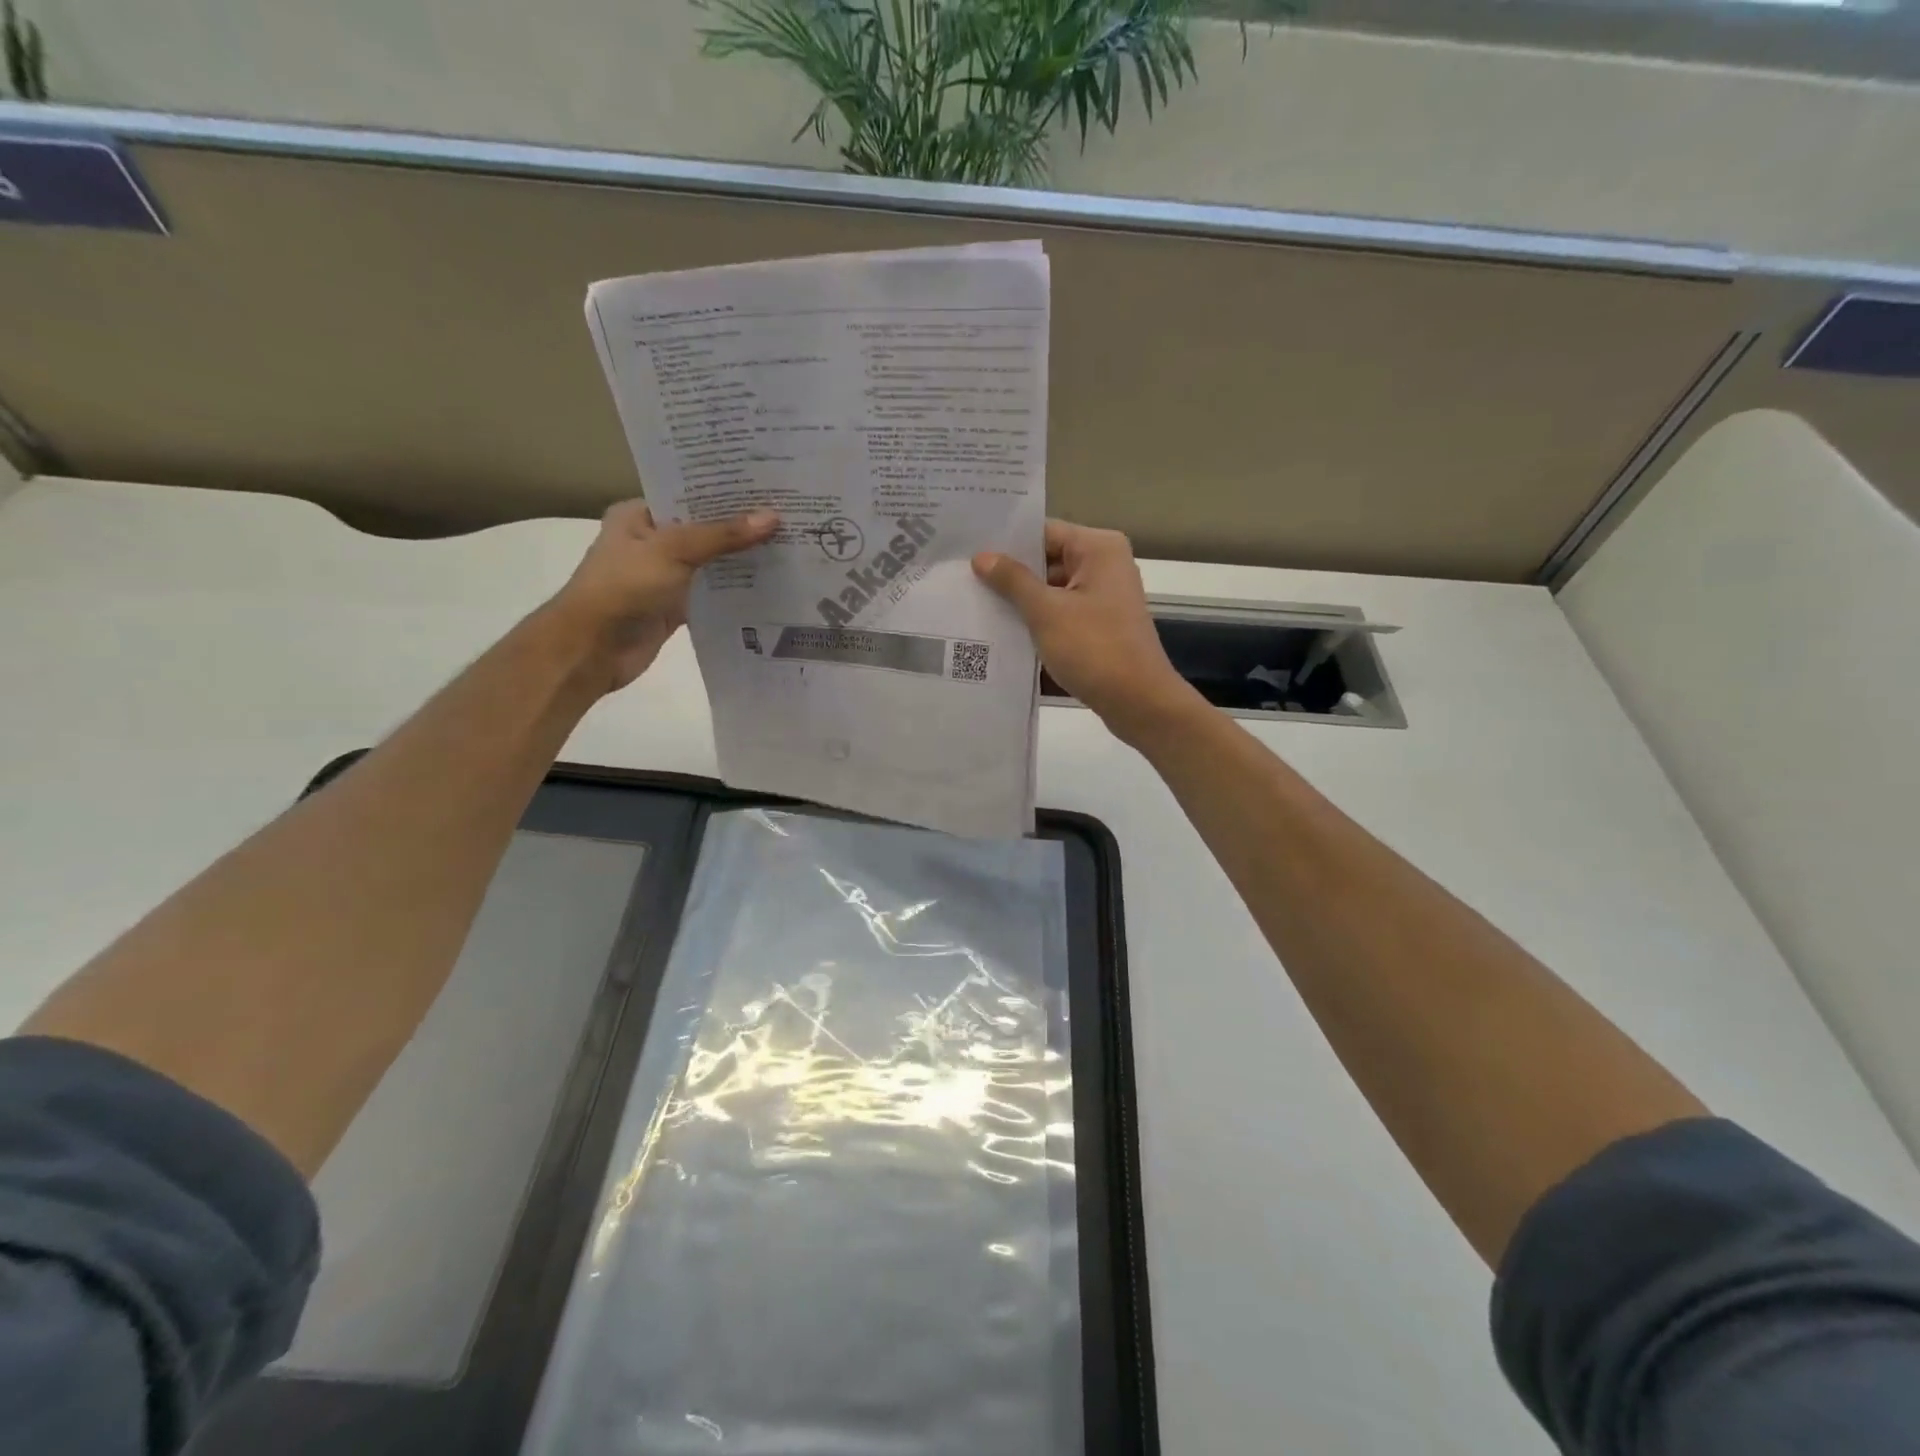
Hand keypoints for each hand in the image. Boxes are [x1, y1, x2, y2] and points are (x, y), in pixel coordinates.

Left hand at [548, 499, 778, 691]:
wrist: (593, 649)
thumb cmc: (624, 588)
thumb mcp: (673, 551)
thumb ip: (722, 535)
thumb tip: (773, 517)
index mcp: (639, 515)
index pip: (688, 494)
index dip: (725, 491)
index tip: (768, 485)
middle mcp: (652, 542)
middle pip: (704, 528)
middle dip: (740, 525)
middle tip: (789, 513)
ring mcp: (664, 576)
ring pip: (710, 562)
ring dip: (741, 559)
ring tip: (790, 545)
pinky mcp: (676, 607)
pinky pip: (712, 593)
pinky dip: (735, 591)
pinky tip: (771, 584)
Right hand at [973, 519, 1197, 743]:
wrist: (1138, 702)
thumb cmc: (1094, 649)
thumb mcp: (1046, 612)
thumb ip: (1013, 581)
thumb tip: (982, 557)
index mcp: (1098, 548)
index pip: (1043, 532)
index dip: (1007, 542)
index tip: (968, 551)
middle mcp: (1105, 564)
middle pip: (1047, 559)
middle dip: (1010, 573)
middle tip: (963, 579)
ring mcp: (1104, 596)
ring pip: (1052, 589)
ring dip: (1021, 600)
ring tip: (974, 604)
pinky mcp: (1099, 625)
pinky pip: (1061, 612)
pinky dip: (1037, 620)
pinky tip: (1002, 630)